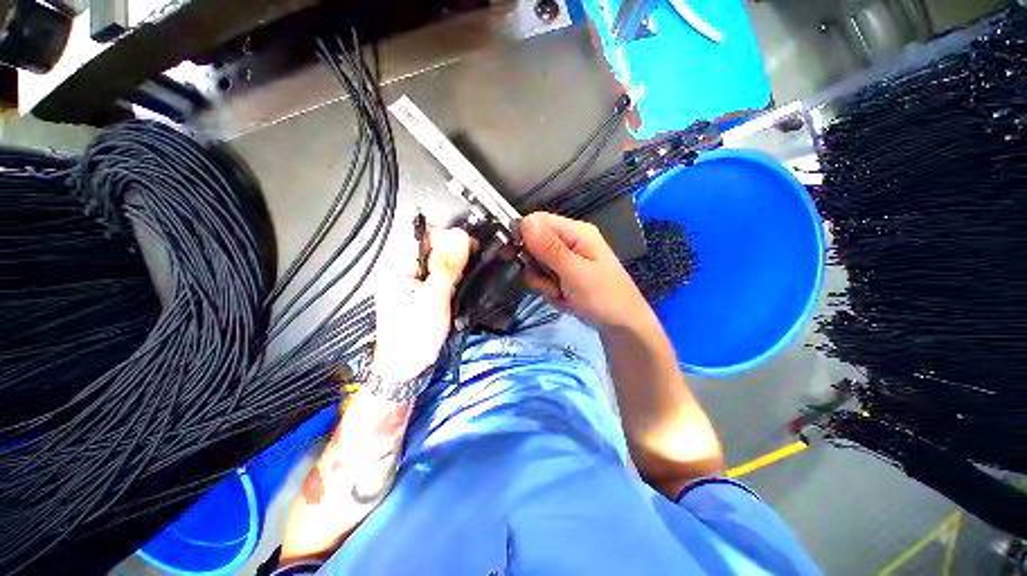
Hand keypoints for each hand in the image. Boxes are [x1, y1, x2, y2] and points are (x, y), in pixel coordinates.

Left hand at [373, 227, 470, 381]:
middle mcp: (404, 270)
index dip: (449, 237)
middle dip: (455, 255)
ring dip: (456, 268)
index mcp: (398, 267)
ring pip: (440, 262)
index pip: (424, 235)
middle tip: (469, 269)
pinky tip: (460, 287)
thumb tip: (462, 236)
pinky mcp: (423, 293)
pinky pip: (441, 276)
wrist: (407, 369)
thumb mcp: (434, 299)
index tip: (470, 248)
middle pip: (433, 247)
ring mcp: (413, 282)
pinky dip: (454, 279)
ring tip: (464, 281)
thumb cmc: (415, 336)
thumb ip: (448, 266)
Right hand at [521, 212, 649, 328]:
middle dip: (537, 267)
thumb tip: (525, 221)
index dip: (523, 235)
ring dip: (544, 283)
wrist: (623, 327)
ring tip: (561, 294)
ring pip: (538, 265)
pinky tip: (565, 300)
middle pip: (535, 244)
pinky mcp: (566, 276)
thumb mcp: (575, 272)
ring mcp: (568, 260)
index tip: (514, 255)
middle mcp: (571, 242)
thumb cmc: (604, 297)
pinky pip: (545, 279)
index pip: (538, 221)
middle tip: (549, 283)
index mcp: (577, 232)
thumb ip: (549, 248)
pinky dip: (550, 291)